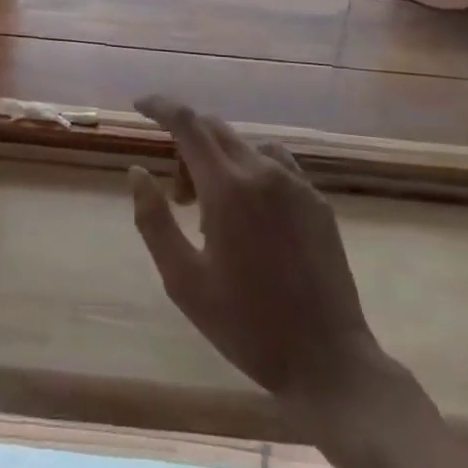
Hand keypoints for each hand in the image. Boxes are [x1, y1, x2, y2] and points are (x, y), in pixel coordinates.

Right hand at [129, 96, 399, 416]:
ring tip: (215, 215)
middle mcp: (262, 171)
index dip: (160, 106)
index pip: (187, 123)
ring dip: (218, 162)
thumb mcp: (184, 281)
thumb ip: (154, 220)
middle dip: (186, 147)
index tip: (140, 105)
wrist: (329, 361)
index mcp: (227, 188)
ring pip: (244, 147)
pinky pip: (275, 164)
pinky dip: (251, 172)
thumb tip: (138, 172)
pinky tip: (253, 216)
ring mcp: (295, 183)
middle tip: (179, 197)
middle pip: (214, 130)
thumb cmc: (248, 326)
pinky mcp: (316, 200)